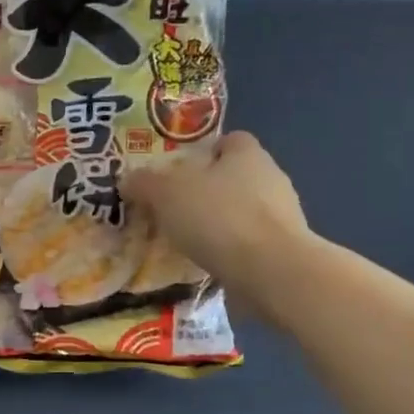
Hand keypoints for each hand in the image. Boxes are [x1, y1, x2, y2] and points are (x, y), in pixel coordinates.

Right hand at [125, 131, 314, 316]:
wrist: (272, 273)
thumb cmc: (219, 218)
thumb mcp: (167, 195)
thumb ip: (145, 184)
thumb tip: (128, 179)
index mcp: (247, 154)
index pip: (229, 140)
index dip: (204, 152)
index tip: (178, 171)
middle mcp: (271, 178)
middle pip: (235, 177)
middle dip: (207, 191)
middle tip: (173, 208)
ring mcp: (283, 217)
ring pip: (243, 212)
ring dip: (219, 224)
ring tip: (186, 241)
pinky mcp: (285, 251)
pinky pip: (250, 244)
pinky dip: (230, 252)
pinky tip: (208, 265)